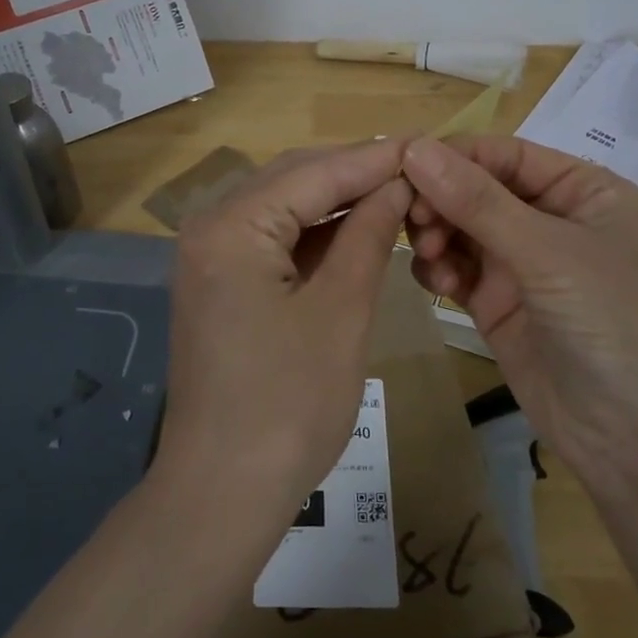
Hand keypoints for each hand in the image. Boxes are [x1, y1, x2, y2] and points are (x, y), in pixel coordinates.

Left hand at [157, 139, 412, 521]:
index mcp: (232, 226)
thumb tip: (398, 185)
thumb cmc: (289, 405)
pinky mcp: (218, 283)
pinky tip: (356, 232)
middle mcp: (210, 227)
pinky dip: (314, 234)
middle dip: (355, 174)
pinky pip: (272, 240)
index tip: (428, 146)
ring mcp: (209, 256)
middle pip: (293, 179)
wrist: (223, 491)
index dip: (375, 159)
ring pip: (283, 207)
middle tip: (418, 171)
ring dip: (336, 202)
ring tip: (397, 196)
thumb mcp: (341, 312)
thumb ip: (368, 236)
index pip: (314, 172)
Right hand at [401, 134, 637, 477]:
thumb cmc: (611, 321)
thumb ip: (477, 200)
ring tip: (429, 254)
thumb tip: (413, 147)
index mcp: (582, 190)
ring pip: (460, 228)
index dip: (455, 156)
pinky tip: (436, 280)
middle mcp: (551, 220)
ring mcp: (522, 264)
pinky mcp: (498, 303)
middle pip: (477, 189)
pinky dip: (437, 267)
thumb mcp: (546, 251)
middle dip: (441, 200)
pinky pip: (455, 268)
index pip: (505, 154)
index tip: (404, 166)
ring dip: (436, 233)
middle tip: (413, 220)